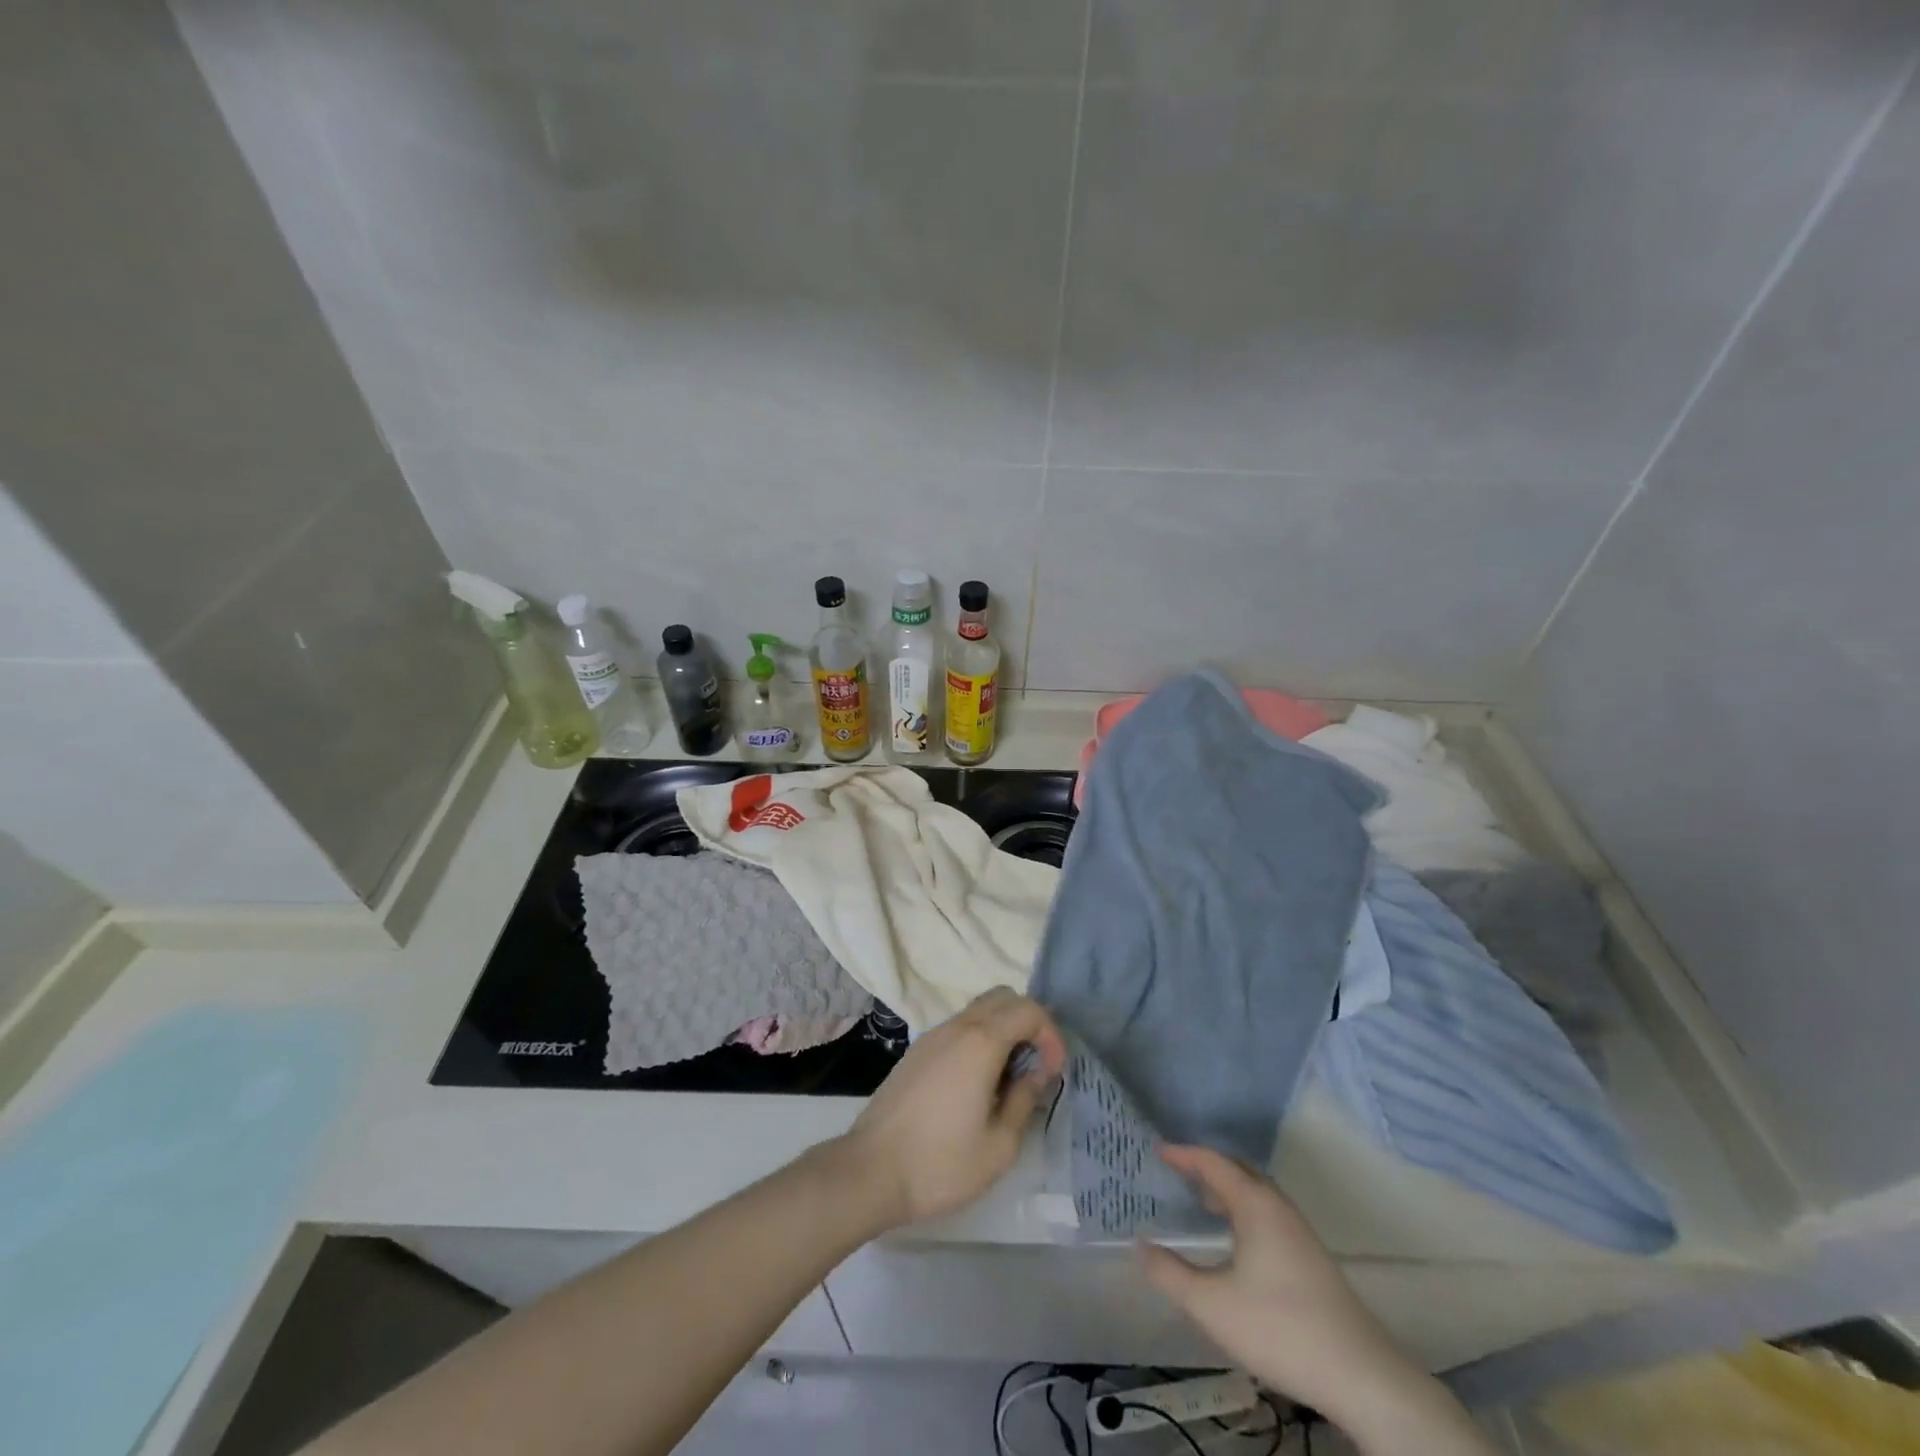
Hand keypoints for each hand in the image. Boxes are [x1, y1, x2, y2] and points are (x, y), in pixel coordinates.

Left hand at [837, 988, 1065, 1231]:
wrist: (870, 1172)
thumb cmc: (941, 1163)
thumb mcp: (999, 1145)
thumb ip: (1025, 1099)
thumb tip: (1036, 1072)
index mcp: (980, 1042)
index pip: (1028, 1009)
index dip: (1051, 1035)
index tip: (1053, 1073)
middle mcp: (956, 1027)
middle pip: (1003, 997)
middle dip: (1030, 1023)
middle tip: (1038, 1065)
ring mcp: (932, 1036)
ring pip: (980, 1010)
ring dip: (1004, 1030)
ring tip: (1011, 1078)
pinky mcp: (917, 1051)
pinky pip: (960, 1028)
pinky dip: (981, 1039)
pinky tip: (980, 1083)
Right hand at [1137, 1146, 1418, 1423]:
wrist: (1361, 1376)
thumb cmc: (1279, 1328)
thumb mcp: (1212, 1305)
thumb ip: (1170, 1273)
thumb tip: (1140, 1246)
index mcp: (1255, 1204)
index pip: (1213, 1162)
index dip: (1183, 1154)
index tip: (1157, 1150)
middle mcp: (1278, 1207)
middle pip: (1239, 1171)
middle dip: (1207, 1167)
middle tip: (1178, 1171)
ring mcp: (1300, 1232)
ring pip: (1257, 1194)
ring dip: (1228, 1190)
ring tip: (1202, 1202)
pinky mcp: (1312, 1258)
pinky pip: (1268, 1214)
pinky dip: (1244, 1210)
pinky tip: (1236, 1242)